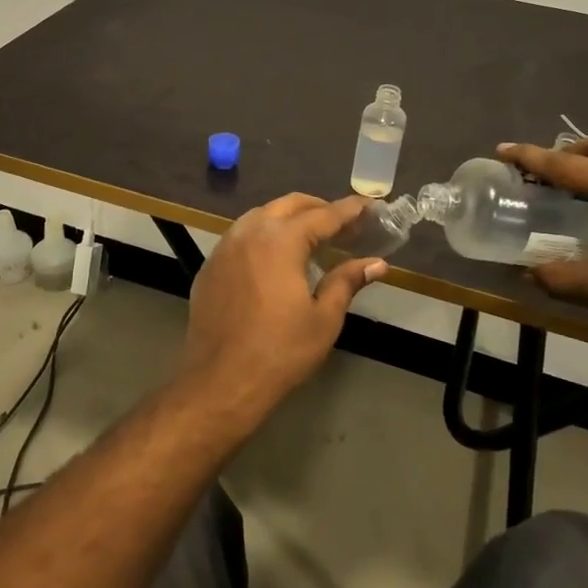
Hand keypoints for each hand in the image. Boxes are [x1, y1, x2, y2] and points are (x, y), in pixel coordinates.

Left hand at [179, 194, 386, 408]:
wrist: (220, 381)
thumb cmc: (280, 351)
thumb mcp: (324, 318)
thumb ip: (347, 282)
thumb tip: (377, 263)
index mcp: (280, 240)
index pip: (323, 215)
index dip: (349, 210)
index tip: (369, 207)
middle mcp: (249, 232)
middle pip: (288, 205)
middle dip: (318, 208)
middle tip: (343, 224)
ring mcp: (224, 247)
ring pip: (260, 216)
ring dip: (288, 218)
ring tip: (311, 237)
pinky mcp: (210, 266)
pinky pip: (241, 236)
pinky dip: (263, 235)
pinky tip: (275, 258)